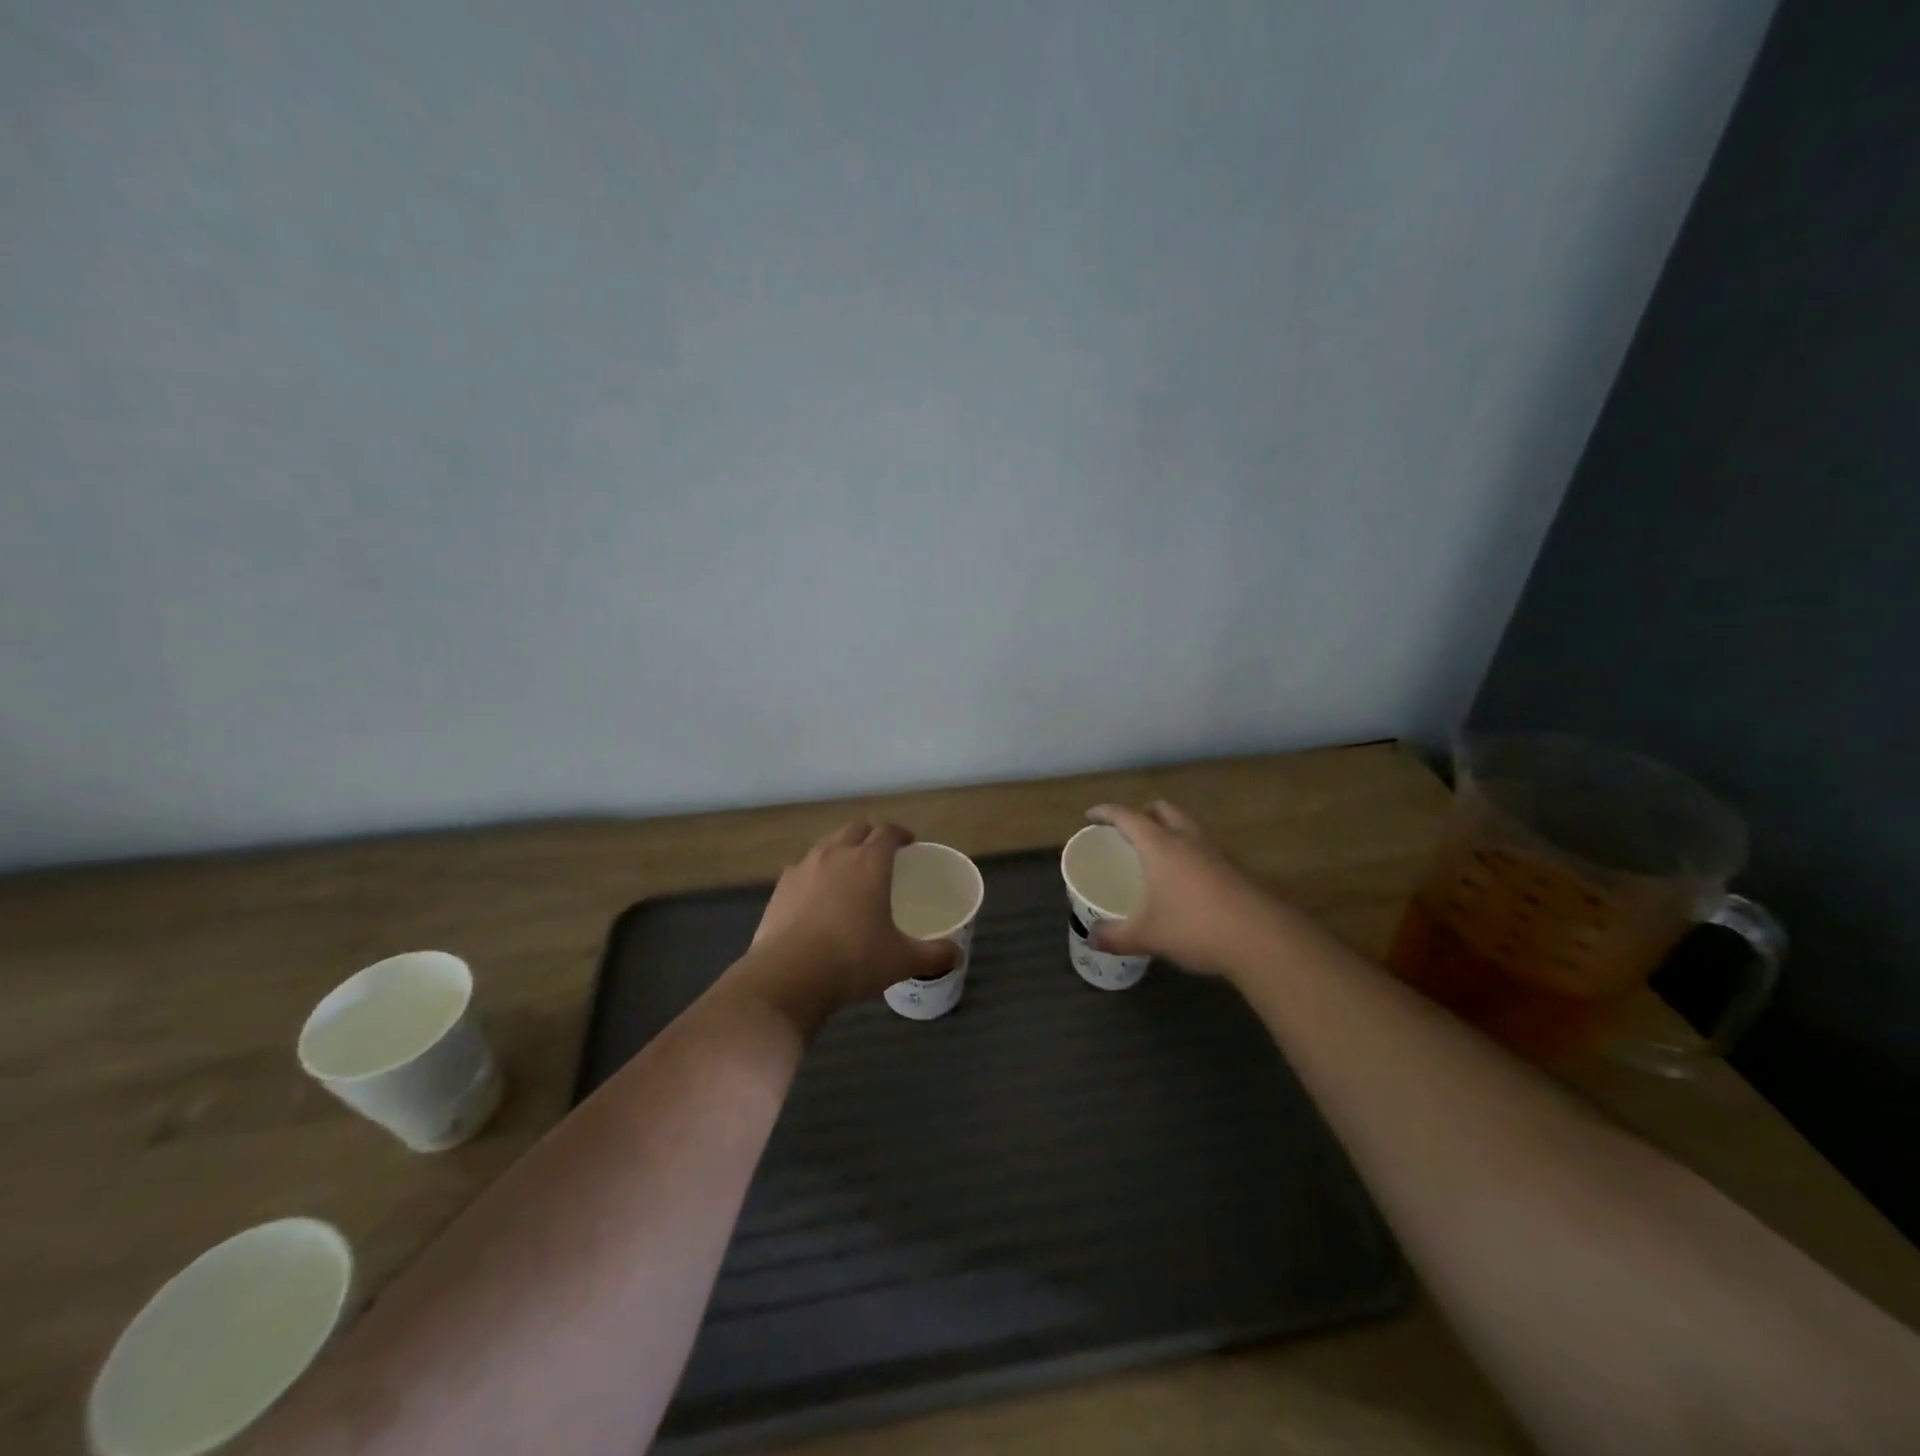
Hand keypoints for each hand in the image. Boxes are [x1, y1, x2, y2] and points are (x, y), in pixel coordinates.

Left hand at [727, 821, 957, 1031]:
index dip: (900, 834)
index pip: (888, 831)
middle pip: (856, 828)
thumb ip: (933, 954)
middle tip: (881, 852)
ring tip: (849, 870)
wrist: (789, 976)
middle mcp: (836, 854)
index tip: (909, 844)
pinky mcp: (780, 887)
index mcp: (870, 862)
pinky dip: (815, 872)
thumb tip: (958, 955)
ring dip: (841, 848)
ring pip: (826, 844)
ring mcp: (804, 867)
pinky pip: (802, 868)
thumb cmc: (854, 960)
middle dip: (871, 835)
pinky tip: (817, 894)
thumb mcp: (901, 960)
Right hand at [1084, 802, 1281, 975]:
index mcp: (1160, 845)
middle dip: (1142, 812)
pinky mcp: (1233, 869)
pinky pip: (1202, 847)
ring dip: (1168, 828)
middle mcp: (1187, 839)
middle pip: (1162, 809)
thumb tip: (1091, 939)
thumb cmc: (1195, 927)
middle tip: (1126, 829)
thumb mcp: (1147, 935)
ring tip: (1154, 851)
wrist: (1261, 938)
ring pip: (1186, 826)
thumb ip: (1115, 936)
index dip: (1106, 812)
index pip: (1127, 816)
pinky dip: (1187, 851)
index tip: (1091, 816)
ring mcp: (1214, 852)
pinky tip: (1183, 878)